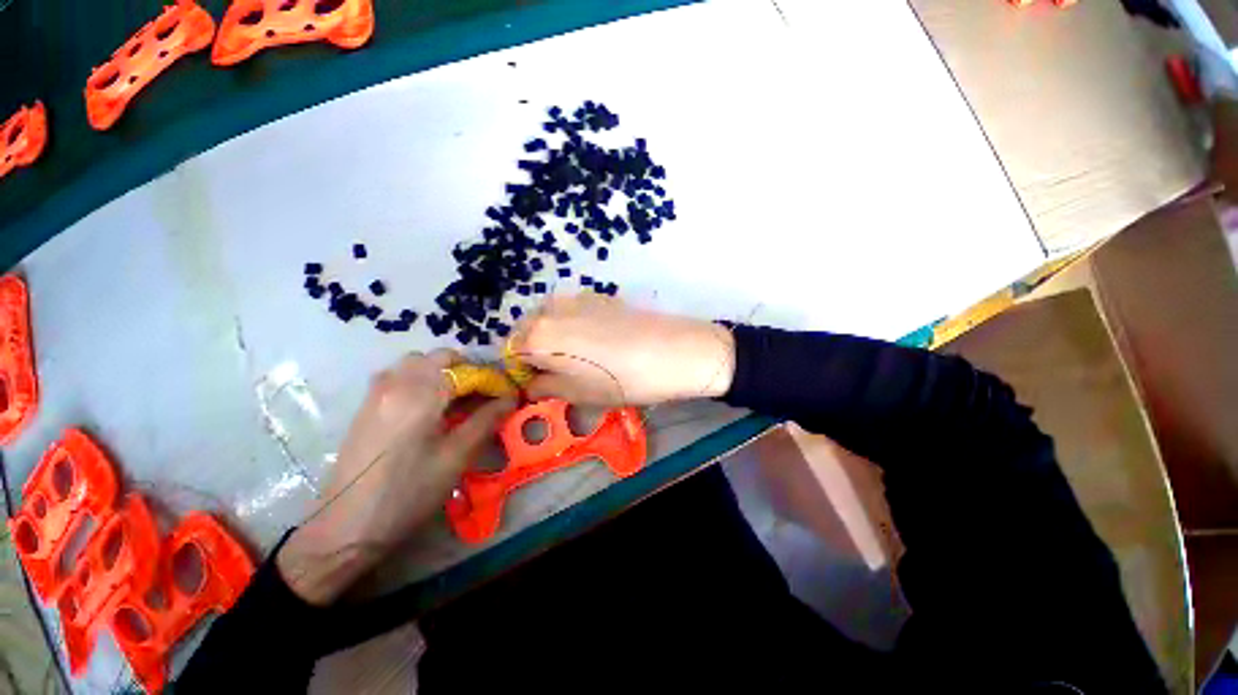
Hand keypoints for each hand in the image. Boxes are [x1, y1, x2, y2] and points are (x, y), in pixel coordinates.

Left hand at [276, 349, 514, 604]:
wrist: (346, 527)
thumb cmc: (409, 492)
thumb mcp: (456, 457)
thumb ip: (486, 420)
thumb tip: (510, 398)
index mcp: (420, 393)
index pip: (465, 368)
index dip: (490, 378)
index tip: (505, 394)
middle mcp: (396, 383)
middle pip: (438, 357)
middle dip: (466, 370)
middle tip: (482, 396)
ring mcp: (376, 393)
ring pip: (417, 364)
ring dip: (442, 373)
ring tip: (457, 402)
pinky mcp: (367, 406)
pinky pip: (399, 377)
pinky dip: (422, 382)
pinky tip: (429, 410)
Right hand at [513, 294, 735, 406]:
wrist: (673, 352)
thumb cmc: (622, 380)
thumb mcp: (579, 394)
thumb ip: (546, 387)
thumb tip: (532, 384)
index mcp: (539, 337)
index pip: (510, 352)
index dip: (521, 370)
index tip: (537, 383)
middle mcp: (551, 310)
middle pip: (527, 330)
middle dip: (534, 350)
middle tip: (556, 371)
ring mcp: (576, 298)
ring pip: (549, 317)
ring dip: (552, 335)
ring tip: (576, 356)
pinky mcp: (599, 296)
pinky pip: (571, 310)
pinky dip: (571, 324)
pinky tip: (595, 339)